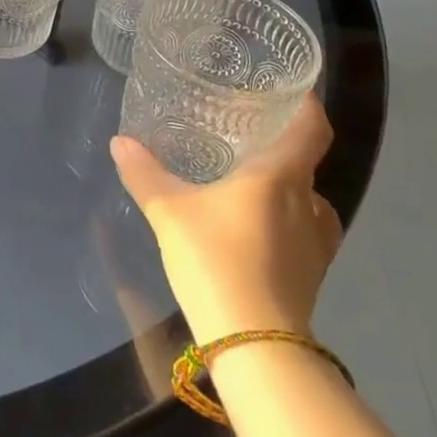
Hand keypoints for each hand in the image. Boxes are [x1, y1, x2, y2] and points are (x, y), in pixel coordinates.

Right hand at [111, 95, 340, 343]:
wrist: (255, 345)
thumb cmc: (217, 260)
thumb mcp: (169, 212)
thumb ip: (145, 174)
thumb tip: (120, 141)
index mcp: (281, 176)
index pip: (312, 128)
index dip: (307, 106)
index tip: (290, 91)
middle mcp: (308, 203)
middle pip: (305, 163)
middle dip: (281, 148)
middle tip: (245, 136)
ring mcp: (316, 242)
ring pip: (306, 200)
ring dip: (284, 188)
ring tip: (248, 182)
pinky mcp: (312, 274)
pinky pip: (303, 231)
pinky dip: (284, 220)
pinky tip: (254, 228)